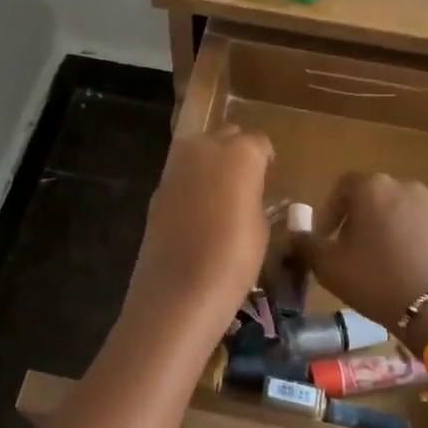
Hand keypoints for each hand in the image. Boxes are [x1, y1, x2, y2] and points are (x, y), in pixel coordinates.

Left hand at [121, 127, 274, 346]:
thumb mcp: (261, 229)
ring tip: (221, 195)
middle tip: (246, 183)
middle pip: (227, 136)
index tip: (268, 179)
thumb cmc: (233, 260)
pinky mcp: (158, 187)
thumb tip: (247, 192)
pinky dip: (192, 183)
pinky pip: (182, 174)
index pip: (259, 143)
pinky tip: (198, 211)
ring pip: (200, 149)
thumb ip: (254, 197)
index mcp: (241, 153)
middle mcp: (206, 147)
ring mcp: (177, 165)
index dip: (265, 161)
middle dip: (237, 152)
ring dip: (212, 163)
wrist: (177, 292)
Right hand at [296, 173, 427, 335]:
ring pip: (399, 212)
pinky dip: (411, 241)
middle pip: (373, 197)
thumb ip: (306, 245)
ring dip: (386, 229)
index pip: (341, 187)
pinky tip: (406, 268)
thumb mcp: (328, 266)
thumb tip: (296, 236)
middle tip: (350, 250)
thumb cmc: (376, 280)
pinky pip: (422, 228)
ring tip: (380, 261)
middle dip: (358, 219)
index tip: (326, 238)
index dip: (329, 212)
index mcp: (372, 187)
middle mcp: (404, 186)